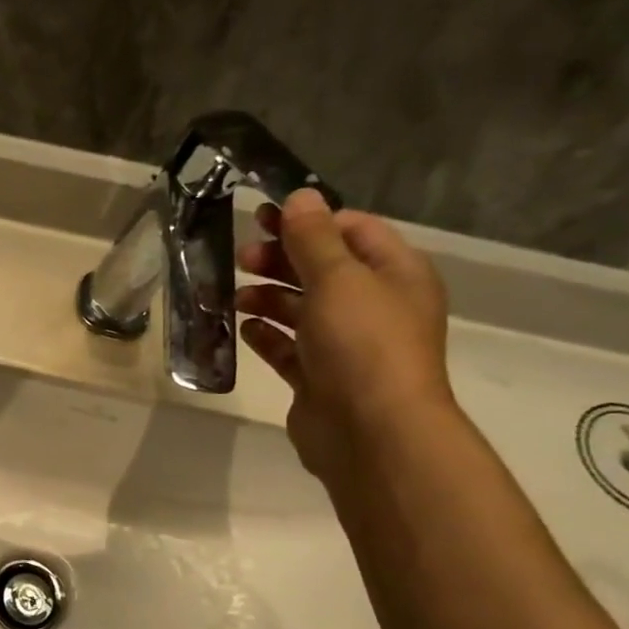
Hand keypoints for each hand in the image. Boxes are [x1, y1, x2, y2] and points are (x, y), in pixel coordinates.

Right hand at [234, 189, 453, 478]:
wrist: (371, 431)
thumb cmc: (362, 344)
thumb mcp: (338, 279)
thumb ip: (314, 238)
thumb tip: (300, 196)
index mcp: (394, 274)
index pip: (353, 230)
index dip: (309, 221)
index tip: (264, 219)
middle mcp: (374, 306)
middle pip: (322, 269)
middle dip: (282, 259)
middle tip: (241, 257)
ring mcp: (346, 345)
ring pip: (301, 309)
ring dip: (267, 297)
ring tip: (233, 296)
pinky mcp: (319, 378)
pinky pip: (288, 347)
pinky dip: (265, 334)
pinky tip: (242, 327)